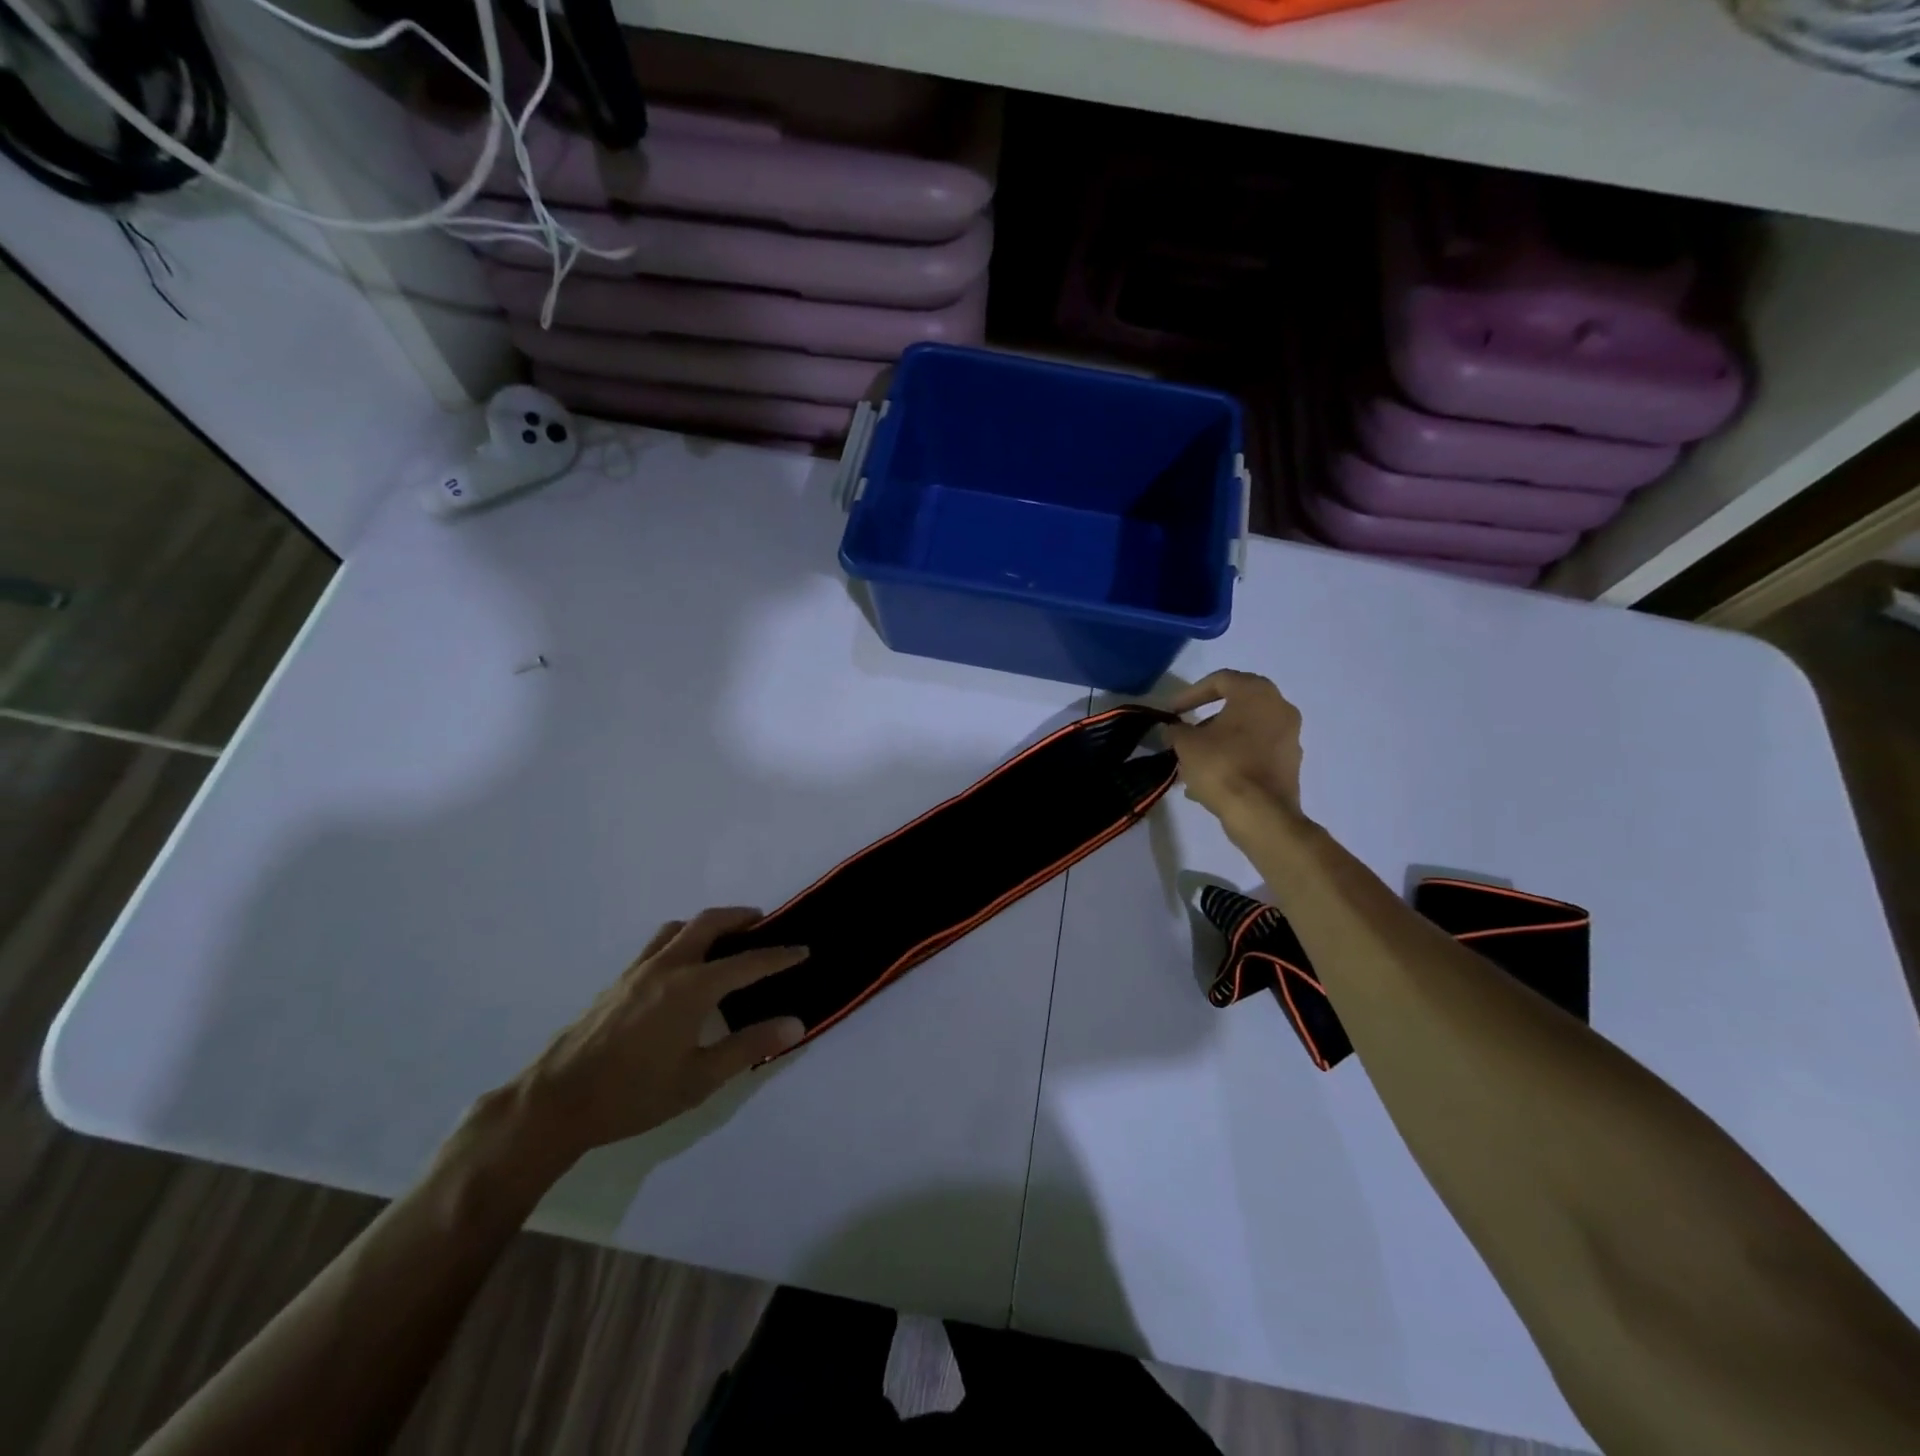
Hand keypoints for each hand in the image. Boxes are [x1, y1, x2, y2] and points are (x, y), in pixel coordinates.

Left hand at [508, 909, 807, 1164]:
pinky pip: (658, 944)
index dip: (779, 956)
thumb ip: (748, 1046)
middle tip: (764, 924)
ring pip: (679, 928)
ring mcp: (638, 970)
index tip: (803, 949)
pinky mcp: (618, 981)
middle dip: (741, 918)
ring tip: (724, 940)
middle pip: (709, 923)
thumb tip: (795, 1024)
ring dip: (707, 924)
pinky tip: (683, 969)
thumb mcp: (699, 1079)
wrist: (555, 1101)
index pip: (747, 963)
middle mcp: (667, 967)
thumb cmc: (633, 1095)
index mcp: (692, 988)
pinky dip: (682, 939)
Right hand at [1163, 670, 1304, 820]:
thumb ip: (1176, 731)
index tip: (1172, 712)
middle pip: (1235, 707)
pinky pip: (1255, 754)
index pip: (1220, 680)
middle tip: (1184, 735)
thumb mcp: (1186, 744)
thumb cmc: (1222, 766)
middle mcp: (1280, 709)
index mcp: (1257, 694)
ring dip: (1218, 743)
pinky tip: (1209, 781)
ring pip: (1245, 733)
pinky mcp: (1290, 765)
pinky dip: (1233, 760)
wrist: (1260, 814)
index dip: (1190, 693)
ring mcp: (1290, 738)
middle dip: (1205, 721)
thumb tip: (1172, 730)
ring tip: (1191, 763)